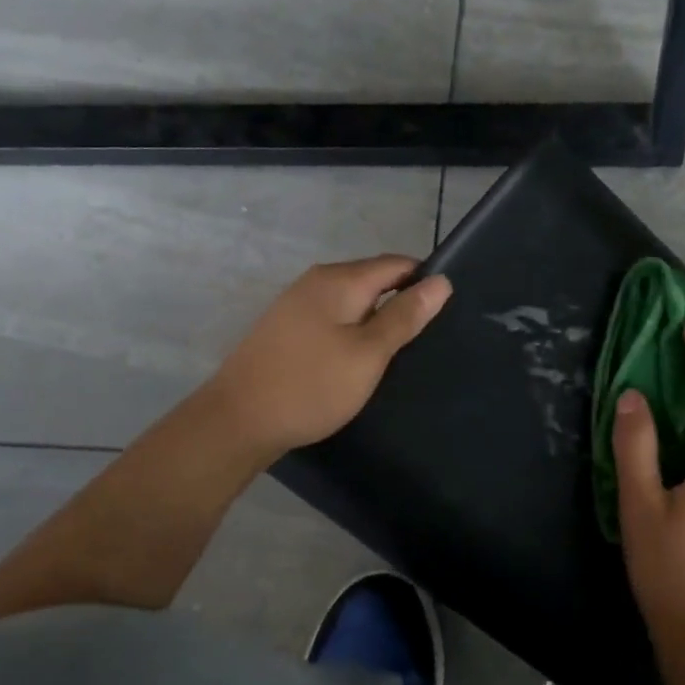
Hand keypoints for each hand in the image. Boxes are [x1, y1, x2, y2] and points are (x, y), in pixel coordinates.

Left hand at [209, 255, 452, 457]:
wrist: (239, 420)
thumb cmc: (312, 385)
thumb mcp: (369, 353)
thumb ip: (405, 316)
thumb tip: (441, 281)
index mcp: (340, 280)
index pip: (398, 264)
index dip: (425, 283)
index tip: (446, 315)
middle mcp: (317, 281)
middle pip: (374, 280)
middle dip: (402, 304)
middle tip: (425, 342)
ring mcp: (297, 304)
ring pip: (354, 302)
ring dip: (377, 322)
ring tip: (397, 356)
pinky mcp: (287, 328)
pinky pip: (334, 319)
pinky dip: (353, 333)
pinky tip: (359, 362)